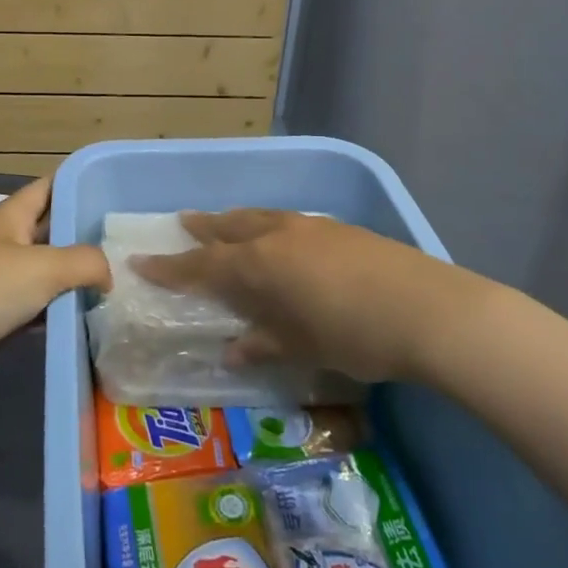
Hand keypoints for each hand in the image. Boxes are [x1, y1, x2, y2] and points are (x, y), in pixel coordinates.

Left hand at [0, 177, 108, 436]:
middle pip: (51, 229)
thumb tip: (109, 273)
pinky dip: (58, 310)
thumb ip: (86, 262)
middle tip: (125, 242)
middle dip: (83, 234)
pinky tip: (85, 317)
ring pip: (46, 270)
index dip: (78, 184)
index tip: (112, 190)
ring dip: (74, 276)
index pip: (49, 187)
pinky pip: (36, 306)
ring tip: (117, 280)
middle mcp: (6, 240)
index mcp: (12, 215)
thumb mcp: (45, 266)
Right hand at [132, 210, 475, 384]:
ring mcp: (309, 227)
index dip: (170, 267)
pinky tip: (282, 238)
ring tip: (226, 223)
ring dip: (236, 221)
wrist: (426, 309)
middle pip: (228, 228)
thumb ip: (264, 343)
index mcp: (258, 265)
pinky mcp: (338, 228)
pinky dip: (270, 226)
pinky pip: (288, 221)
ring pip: (259, 218)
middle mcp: (276, 236)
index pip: (201, 265)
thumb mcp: (302, 347)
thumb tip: (233, 349)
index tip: (141, 262)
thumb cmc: (353, 335)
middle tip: (183, 223)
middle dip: (203, 229)